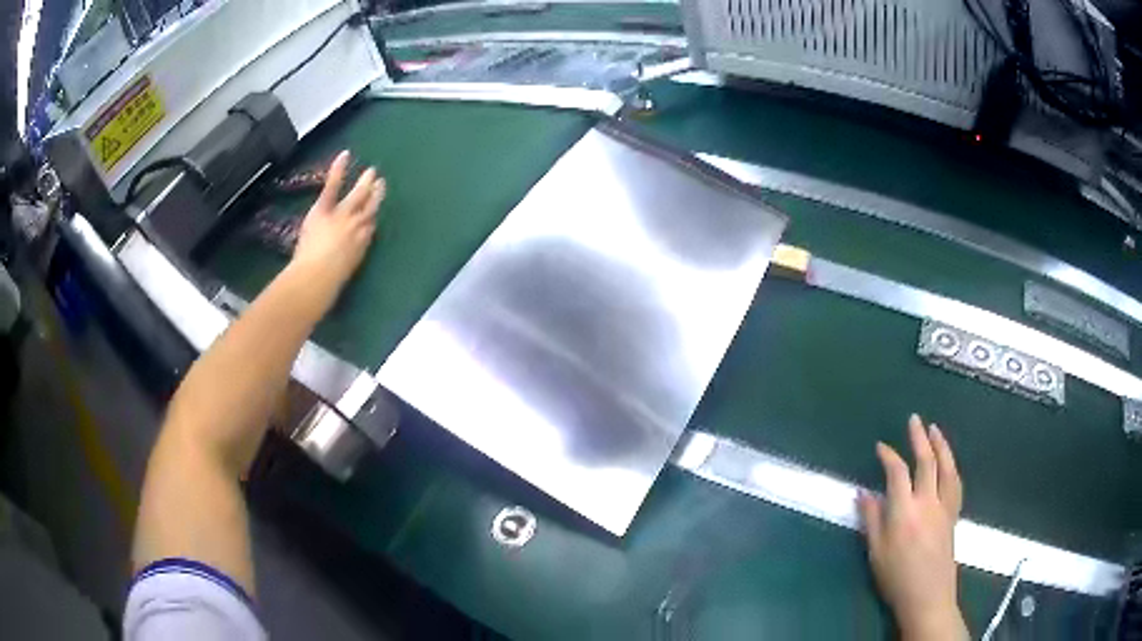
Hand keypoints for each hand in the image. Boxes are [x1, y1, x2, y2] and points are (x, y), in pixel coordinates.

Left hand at [291, 150, 384, 293]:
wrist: (316, 277)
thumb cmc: (325, 286)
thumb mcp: (340, 277)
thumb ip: (343, 265)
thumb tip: (339, 265)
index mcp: (361, 246)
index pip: (370, 228)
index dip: (372, 219)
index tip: (374, 213)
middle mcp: (358, 227)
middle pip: (370, 209)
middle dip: (376, 196)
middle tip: (381, 183)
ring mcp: (343, 215)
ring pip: (358, 196)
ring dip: (365, 183)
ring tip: (372, 172)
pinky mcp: (326, 209)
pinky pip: (333, 186)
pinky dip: (338, 169)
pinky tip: (344, 155)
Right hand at [859, 415, 967, 640]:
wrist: (927, 596)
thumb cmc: (896, 578)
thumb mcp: (875, 553)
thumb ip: (871, 520)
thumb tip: (863, 493)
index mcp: (904, 512)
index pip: (897, 473)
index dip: (889, 456)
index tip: (881, 447)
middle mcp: (927, 502)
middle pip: (926, 462)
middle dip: (919, 438)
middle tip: (914, 419)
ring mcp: (944, 507)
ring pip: (946, 467)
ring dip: (941, 445)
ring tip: (935, 429)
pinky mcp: (953, 514)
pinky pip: (956, 483)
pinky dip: (952, 466)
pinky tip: (949, 461)